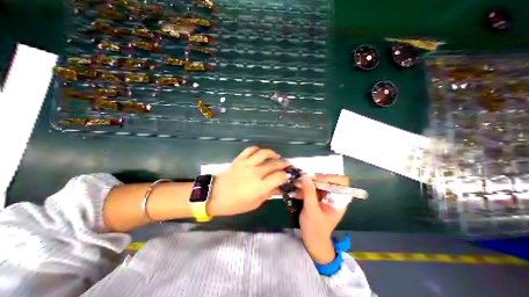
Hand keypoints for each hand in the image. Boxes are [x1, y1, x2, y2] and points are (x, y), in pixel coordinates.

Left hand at [206, 148, 288, 216]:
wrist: (214, 195)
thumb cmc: (235, 204)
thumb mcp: (254, 204)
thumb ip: (268, 194)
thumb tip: (278, 188)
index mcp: (260, 186)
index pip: (279, 177)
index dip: (285, 176)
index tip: (286, 176)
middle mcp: (255, 173)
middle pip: (274, 164)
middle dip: (283, 164)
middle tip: (287, 164)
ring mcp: (247, 164)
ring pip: (263, 153)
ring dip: (272, 153)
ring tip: (276, 156)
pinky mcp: (239, 159)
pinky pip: (250, 150)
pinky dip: (257, 149)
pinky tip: (260, 153)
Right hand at [297, 174, 349, 264]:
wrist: (312, 241)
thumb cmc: (315, 228)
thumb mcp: (311, 210)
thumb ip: (309, 193)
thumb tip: (305, 176)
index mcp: (339, 200)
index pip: (342, 182)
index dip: (331, 178)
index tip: (317, 179)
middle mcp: (334, 196)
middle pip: (328, 180)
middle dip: (316, 179)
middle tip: (304, 179)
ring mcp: (325, 197)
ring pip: (319, 183)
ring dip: (308, 182)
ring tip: (297, 184)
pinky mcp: (317, 198)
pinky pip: (312, 188)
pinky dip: (304, 188)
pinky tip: (296, 190)